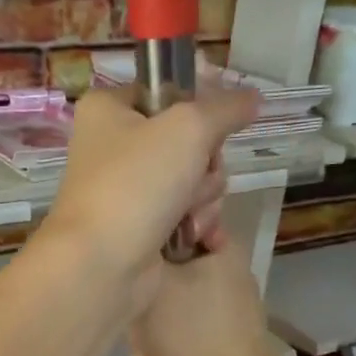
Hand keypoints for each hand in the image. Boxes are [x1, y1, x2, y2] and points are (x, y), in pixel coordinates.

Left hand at [40, 86, 258, 314]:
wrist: (102, 264)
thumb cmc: (136, 182)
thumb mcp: (189, 128)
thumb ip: (226, 107)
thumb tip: (253, 98)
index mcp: (108, 110)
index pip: (166, 91)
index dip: (197, 107)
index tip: (213, 124)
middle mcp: (114, 147)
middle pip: (188, 141)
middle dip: (204, 165)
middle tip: (194, 179)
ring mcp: (127, 190)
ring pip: (192, 180)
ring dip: (203, 198)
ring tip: (190, 216)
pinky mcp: (140, 227)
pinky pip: (185, 213)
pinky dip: (197, 224)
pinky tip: (199, 236)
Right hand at [130, 239, 281, 355]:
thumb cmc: (190, 334)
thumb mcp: (155, 283)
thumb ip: (144, 252)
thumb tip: (139, 238)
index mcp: (224, 250)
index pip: (178, 223)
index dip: (149, 239)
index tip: (130, 262)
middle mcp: (230, 274)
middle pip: (171, 272)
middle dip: (146, 302)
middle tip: (133, 325)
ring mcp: (230, 309)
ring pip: (173, 307)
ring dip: (151, 332)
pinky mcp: (226, 338)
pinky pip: (185, 331)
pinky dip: (167, 348)